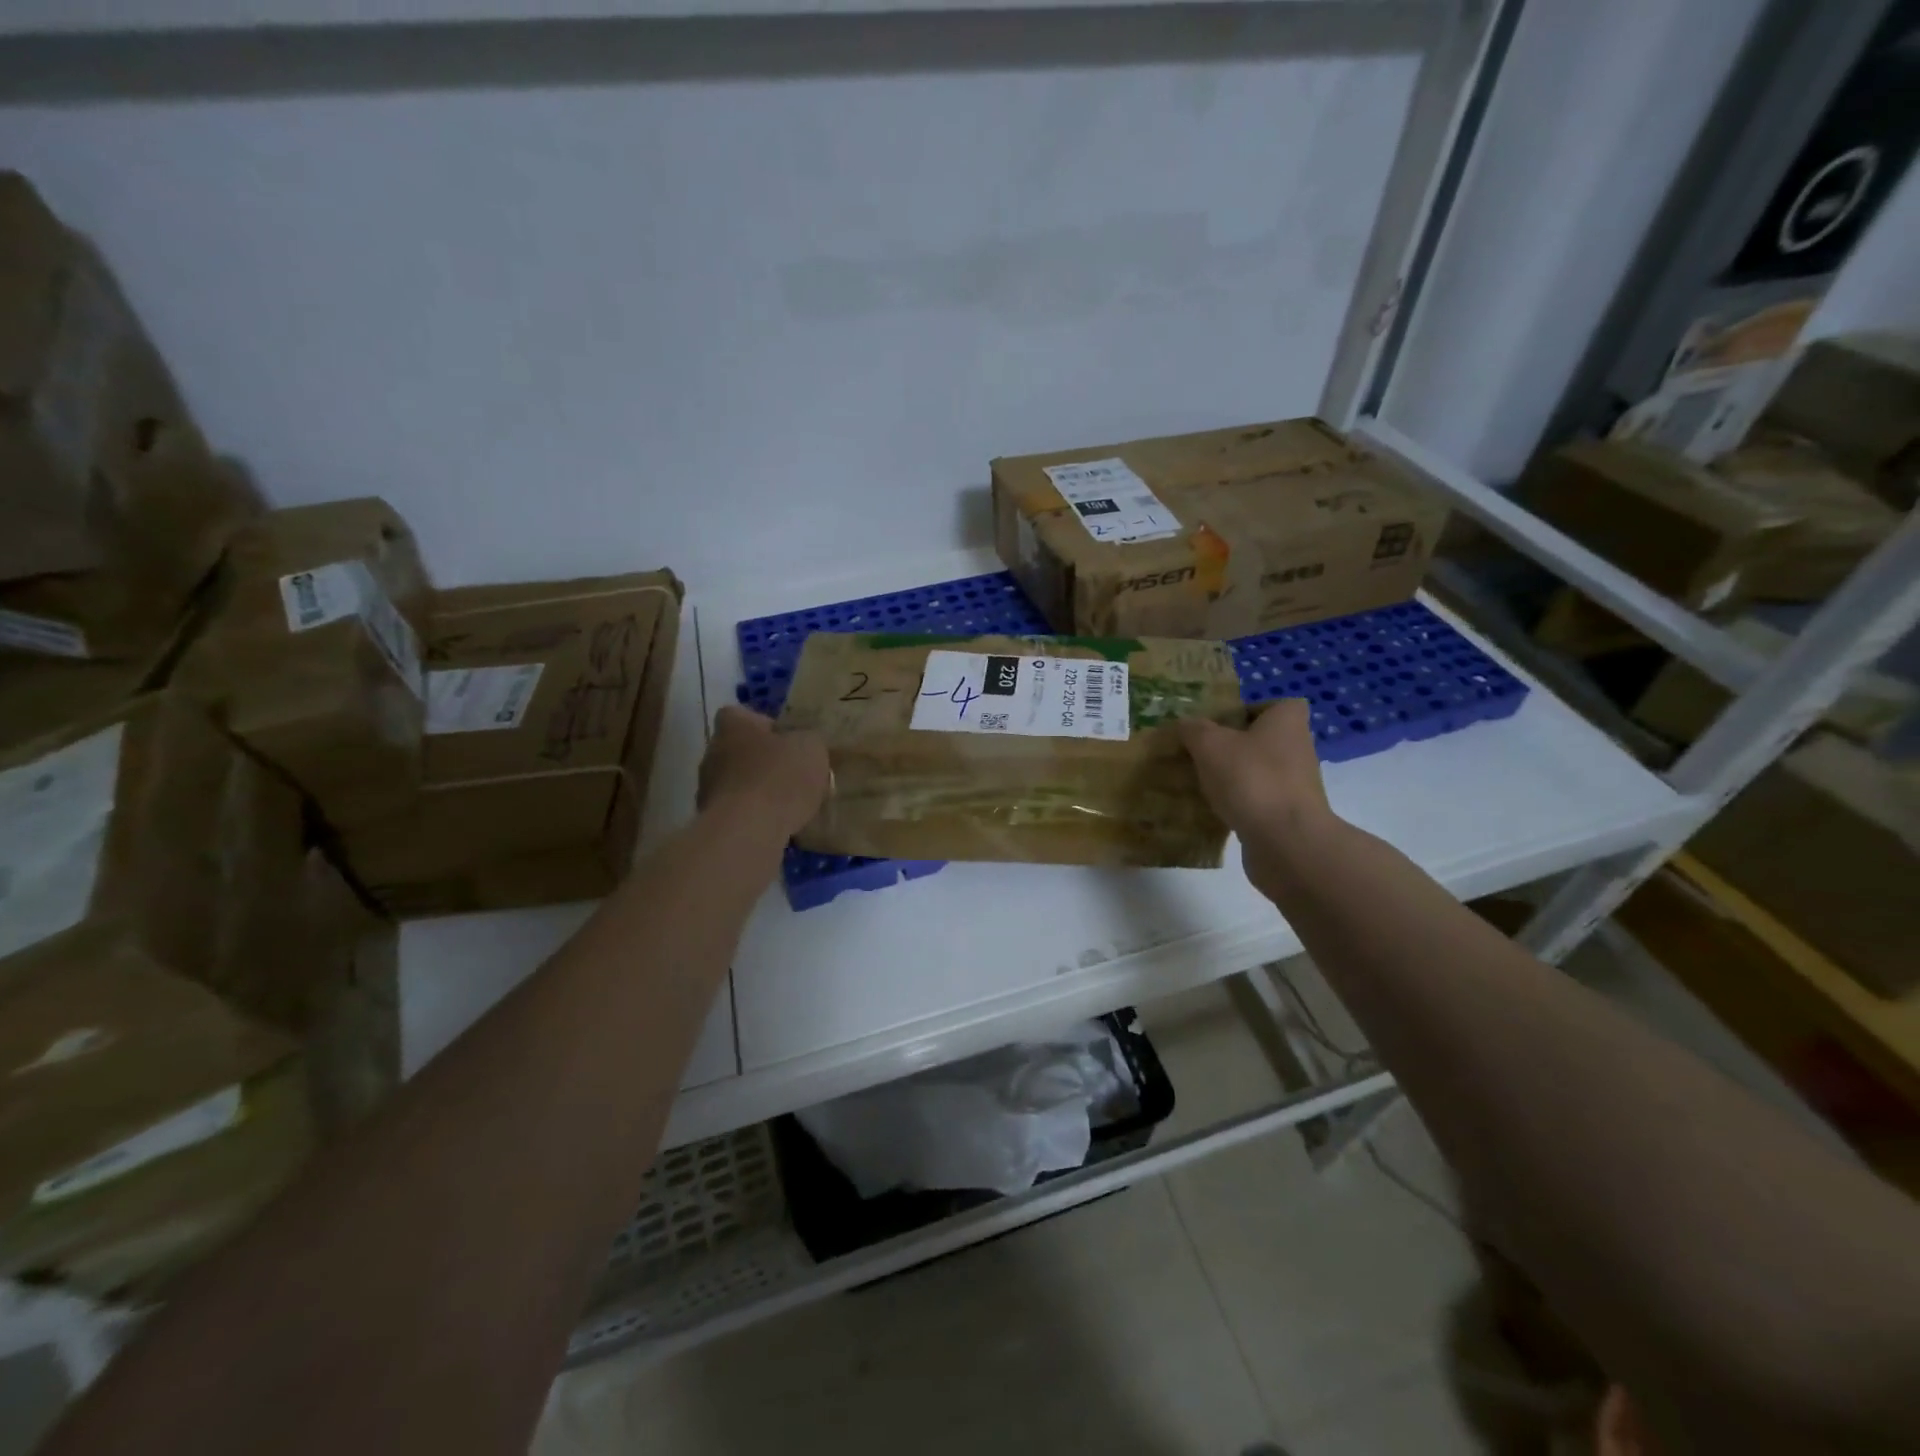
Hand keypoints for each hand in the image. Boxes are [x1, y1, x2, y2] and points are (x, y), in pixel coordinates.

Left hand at [698, 705, 829, 839]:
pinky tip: (777, 824)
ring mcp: (707, 787)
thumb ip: (808, 740)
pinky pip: (738, 810)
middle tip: (793, 774)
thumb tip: (805, 742)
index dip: (765, 726)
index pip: (742, 715)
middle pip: (740, 750)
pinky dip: (754, 815)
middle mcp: (712, 751)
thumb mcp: (811, 748)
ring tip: (789, 804)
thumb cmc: (779, 777)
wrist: (748, 830)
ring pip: (738, 782)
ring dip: (758, 789)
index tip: (787, 741)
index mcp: (733, 725)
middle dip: (763, 761)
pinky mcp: (711, 819)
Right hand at [1178, 700, 1336, 879]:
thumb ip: (1193, 730)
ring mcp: (1296, 784)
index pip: (1272, 705)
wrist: (1285, 841)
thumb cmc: (1250, 778)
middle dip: (1232, 747)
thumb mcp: (1209, 745)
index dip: (1246, 711)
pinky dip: (1238, 804)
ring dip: (1233, 777)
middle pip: (1262, 740)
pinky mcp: (1289, 815)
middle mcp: (1298, 748)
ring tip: (1199, 783)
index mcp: (1287, 721)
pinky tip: (1214, 811)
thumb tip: (1184, 725)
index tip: (1218, 725)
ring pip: (1258, 772)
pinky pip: (1258, 801)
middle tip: (1199, 754)